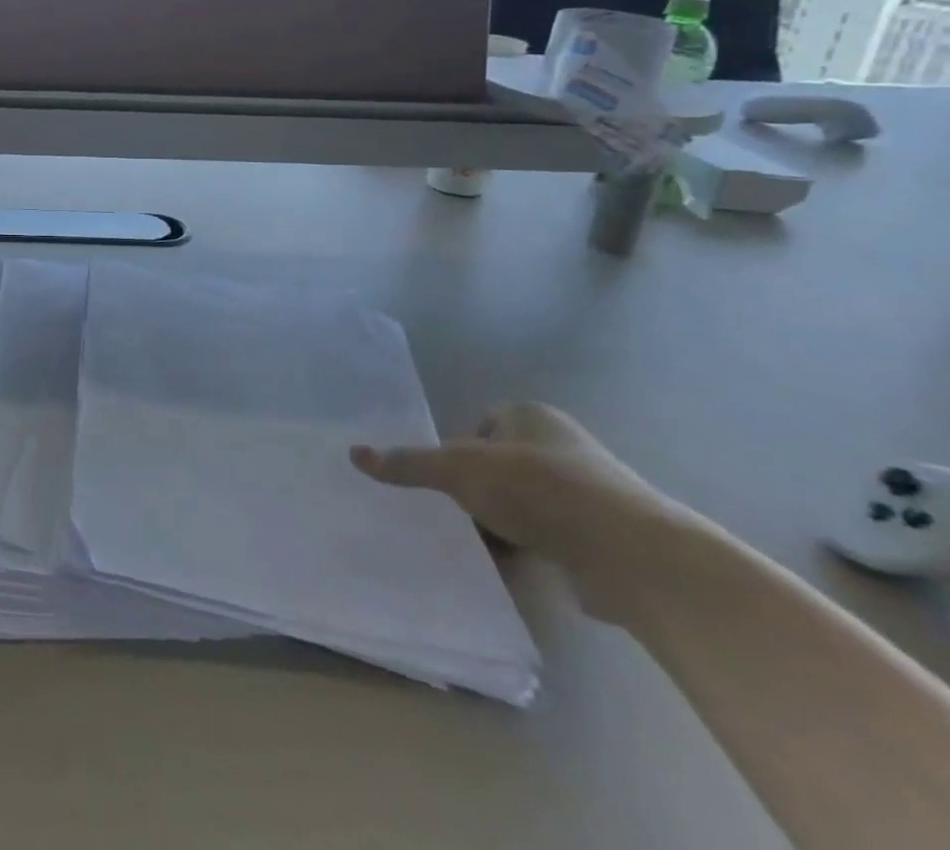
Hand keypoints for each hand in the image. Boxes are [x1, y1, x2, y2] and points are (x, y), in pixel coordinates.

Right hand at [351, 402, 690, 619]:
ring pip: (523, 506)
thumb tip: (354, 454)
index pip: (479, 427)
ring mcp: (588, 494)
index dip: (458, 453)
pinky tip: (513, 569)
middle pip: (498, 467)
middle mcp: (561, 447)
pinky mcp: (603, 538)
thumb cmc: (538, 489)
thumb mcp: (459, 469)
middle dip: (478, 493)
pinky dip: (530, 552)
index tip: (448, 482)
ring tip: (481, 546)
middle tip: (456, 515)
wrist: (631, 555)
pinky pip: (551, 539)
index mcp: (530, 416)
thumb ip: (409, 463)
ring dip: (502, 525)